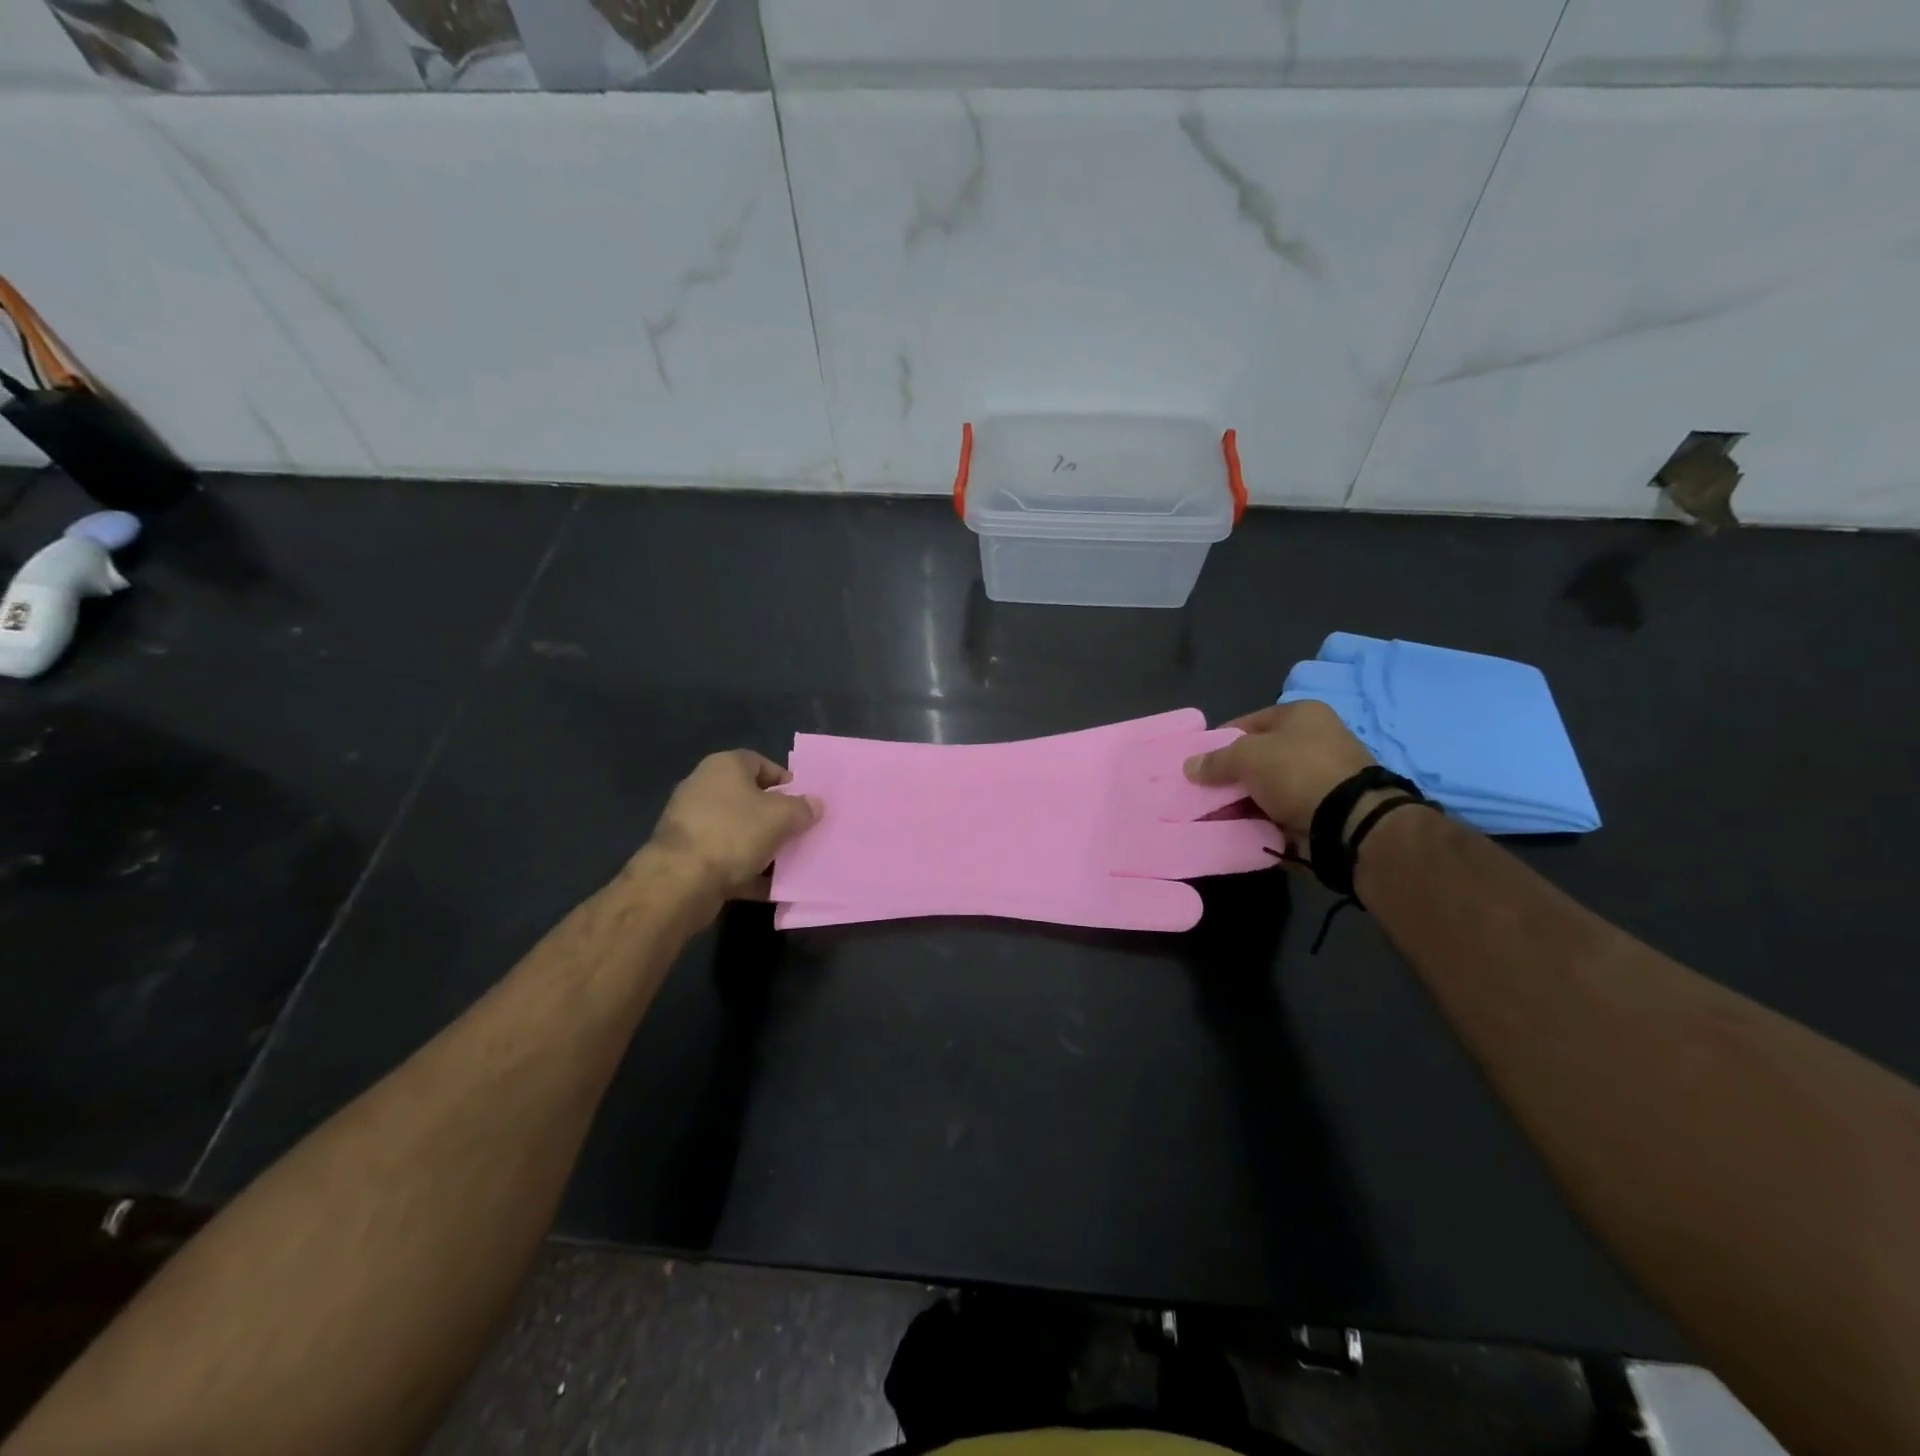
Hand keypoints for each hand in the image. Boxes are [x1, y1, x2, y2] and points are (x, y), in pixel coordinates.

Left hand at [641, 750, 822, 906]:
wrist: (681, 881)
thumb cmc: (734, 833)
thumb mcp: (781, 816)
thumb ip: (802, 808)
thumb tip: (815, 804)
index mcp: (724, 767)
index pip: (759, 762)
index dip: (784, 779)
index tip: (803, 800)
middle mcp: (704, 788)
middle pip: (749, 798)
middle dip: (775, 815)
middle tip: (799, 830)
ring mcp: (693, 824)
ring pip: (738, 831)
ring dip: (762, 845)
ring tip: (789, 860)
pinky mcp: (688, 857)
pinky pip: (726, 859)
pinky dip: (747, 870)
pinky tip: (770, 886)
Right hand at [1183, 701, 1375, 841]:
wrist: (1349, 821)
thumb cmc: (1296, 772)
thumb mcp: (1246, 757)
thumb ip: (1216, 760)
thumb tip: (1190, 766)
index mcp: (1301, 714)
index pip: (1248, 722)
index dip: (1219, 740)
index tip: (1198, 763)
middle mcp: (1314, 739)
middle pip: (1257, 756)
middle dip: (1229, 776)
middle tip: (1203, 792)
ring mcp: (1320, 776)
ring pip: (1267, 786)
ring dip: (1242, 800)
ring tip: (1215, 815)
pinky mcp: (1322, 807)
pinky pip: (1280, 809)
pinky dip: (1260, 818)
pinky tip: (1238, 827)